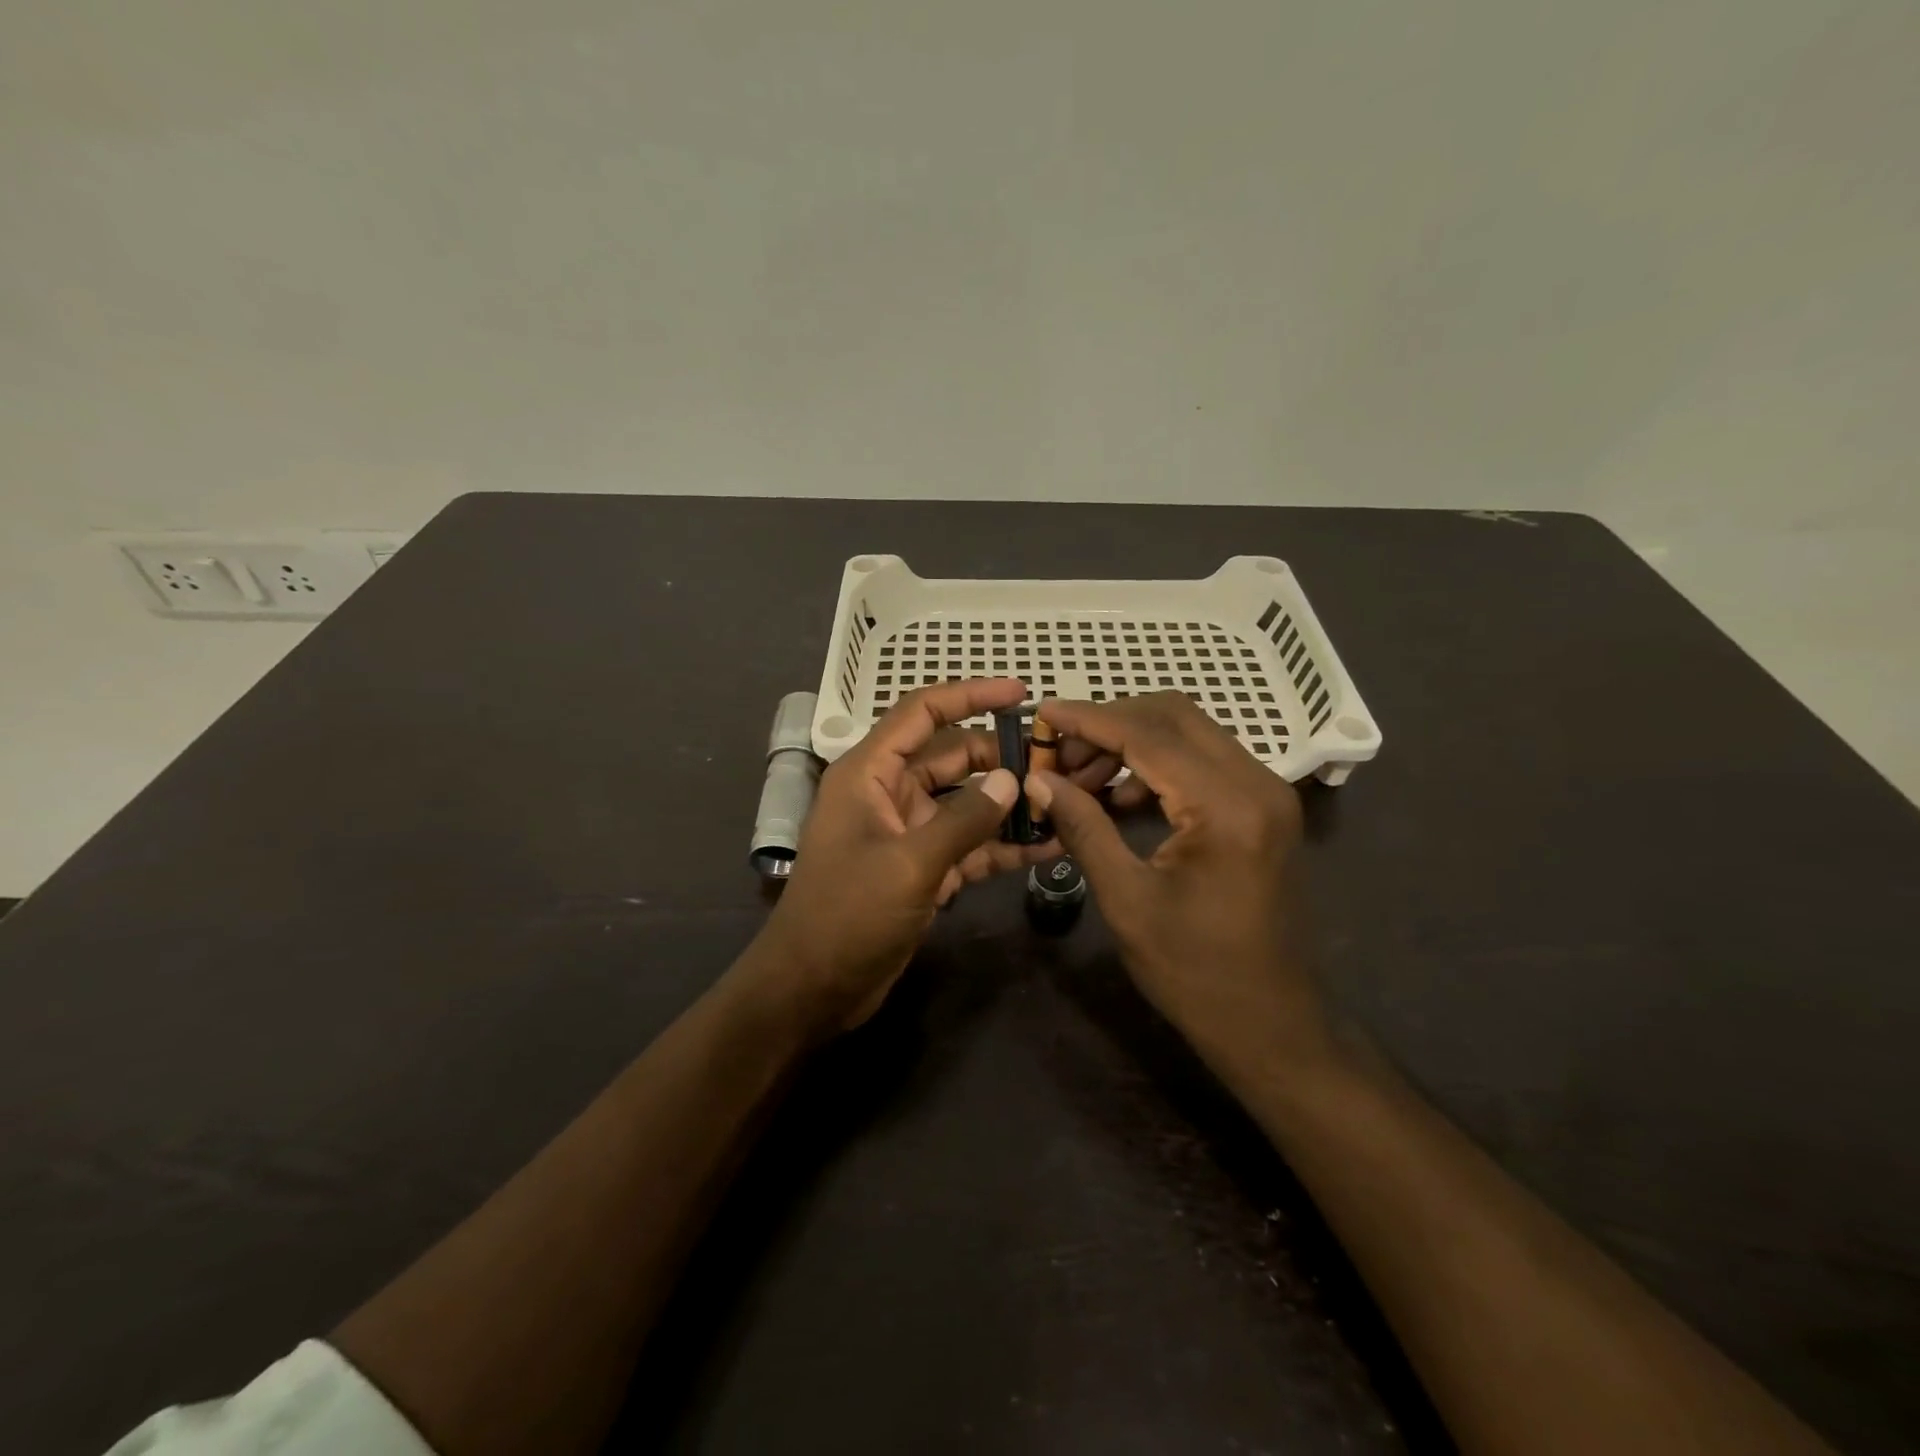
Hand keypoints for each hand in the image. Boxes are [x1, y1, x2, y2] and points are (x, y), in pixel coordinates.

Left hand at [757, 679, 1057, 1031]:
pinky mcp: (922, 868)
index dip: (970, 695)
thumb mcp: (909, 863)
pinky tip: (1047, 847)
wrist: (812, 989)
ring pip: (965, 803)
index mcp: (869, 773)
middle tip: (1056, 764)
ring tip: (1063, 802)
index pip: (922, 713)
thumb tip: (1012, 781)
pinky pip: (968, 845)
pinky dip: (1002, 845)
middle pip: (952, 757)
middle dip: (1000, 758)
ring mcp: (907, 832)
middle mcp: (888, 794)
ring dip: (1007, 804)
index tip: (1021, 694)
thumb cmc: (847, 915)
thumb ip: (964, 820)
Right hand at [1026, 692, 1334, 1081]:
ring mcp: (1266, 792)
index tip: (1040, 714)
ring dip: (1130, 741)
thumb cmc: (1195, 972)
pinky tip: (1118, 795)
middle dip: (1108, 723)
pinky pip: (1201, 760)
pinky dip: (1155, 763)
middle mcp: (1257, 783)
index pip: (1148, 734)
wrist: (1269, 1021)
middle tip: (1057, 752)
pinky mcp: (1262, 806)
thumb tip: (1038, 780)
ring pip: (1188, 732)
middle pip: (1173, 716)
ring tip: (1079, 777)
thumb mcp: (1127, 900)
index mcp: (1228, 807)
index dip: (1088, 719)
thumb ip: (1084, 827)